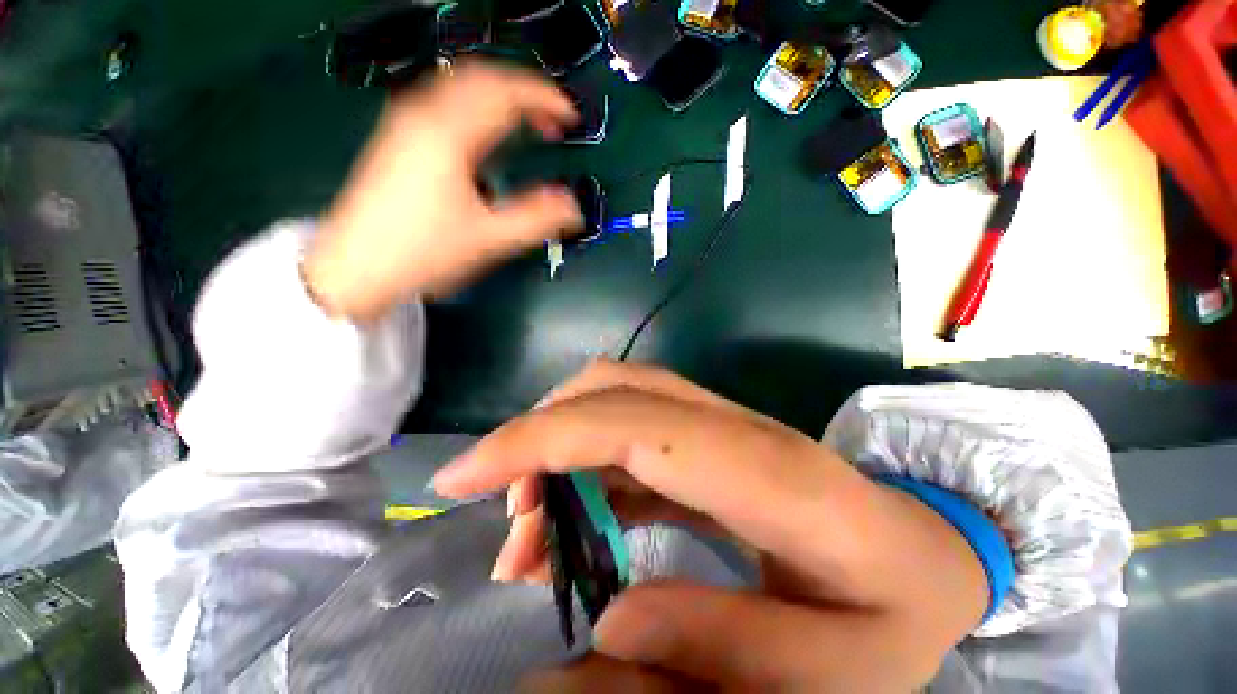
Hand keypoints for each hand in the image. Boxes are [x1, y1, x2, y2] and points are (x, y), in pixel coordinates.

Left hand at [303, 61, 581, 321]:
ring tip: (526, 124)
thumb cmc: (423, 252)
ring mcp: (405, 123)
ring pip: (460, 86)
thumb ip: (536, 219)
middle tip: (551, 120)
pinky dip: (477, 108)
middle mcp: (424, 115)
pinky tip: (488, 135)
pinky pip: (445, 103)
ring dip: (500, 97)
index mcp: (448, 135)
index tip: (570, 117)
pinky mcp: (398, 138)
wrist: (357, 267)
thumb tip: (573, 207)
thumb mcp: (488, 239)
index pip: (504, 93)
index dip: (544, 98)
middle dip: (523, 92)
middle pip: (481, 78)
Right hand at [432, 360, 988, 691]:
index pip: (628, 422)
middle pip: (613, 389)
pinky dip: (584, 463)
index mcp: (764, 471)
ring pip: (615, 398)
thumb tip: (613, 615)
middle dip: (538, 436)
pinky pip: (629, 430)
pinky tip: (571, 520)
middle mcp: (731, 427)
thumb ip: (727, 653)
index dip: (541, 438)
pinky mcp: (708, 439)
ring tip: (531, 534)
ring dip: (558, 449)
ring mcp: (719, 425)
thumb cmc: (899, 608)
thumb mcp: (838, 673)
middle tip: (507, 524)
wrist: (928, 549)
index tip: (464, 477)